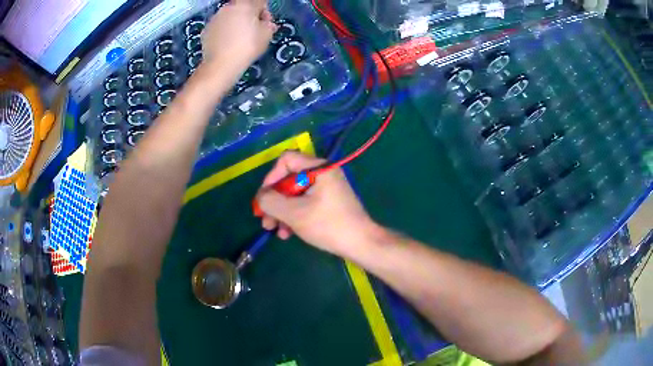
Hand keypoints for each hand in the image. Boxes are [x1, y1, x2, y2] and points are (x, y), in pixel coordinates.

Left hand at [201, 0, 276, 80]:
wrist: (220, 65)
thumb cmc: (247, 47)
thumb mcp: (266, 36)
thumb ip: (269, 25)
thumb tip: (266, 24)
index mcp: (245, 5)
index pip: (260, 2)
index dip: (265, 13)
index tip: (266, 24)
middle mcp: (228, 7)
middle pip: (243, 7)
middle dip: (249, 16)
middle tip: (253, 31)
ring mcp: (215, 18)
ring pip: (230, 16)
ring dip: (236, 23)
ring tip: (239, 39)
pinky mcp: (206, 29)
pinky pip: (220, 27)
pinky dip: (224, 32)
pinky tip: (227, 44)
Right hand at [257, 152, 377, 257]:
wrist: (361, 244)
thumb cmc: (328, 226)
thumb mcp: (294, 213)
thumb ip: (271, 201)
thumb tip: (260, 197)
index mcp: (318, 168)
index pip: (286, 160)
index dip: (271, 177)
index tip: (264, 199)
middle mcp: (323, 173)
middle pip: (288, 179)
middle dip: (274, 201)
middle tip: (265, 221)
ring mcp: (327, 188)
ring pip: (295, 194)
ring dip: (282, 212)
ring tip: (275, 231)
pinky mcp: (328, 202)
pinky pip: (305, 203)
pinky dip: (294, 216)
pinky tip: (288, 234)